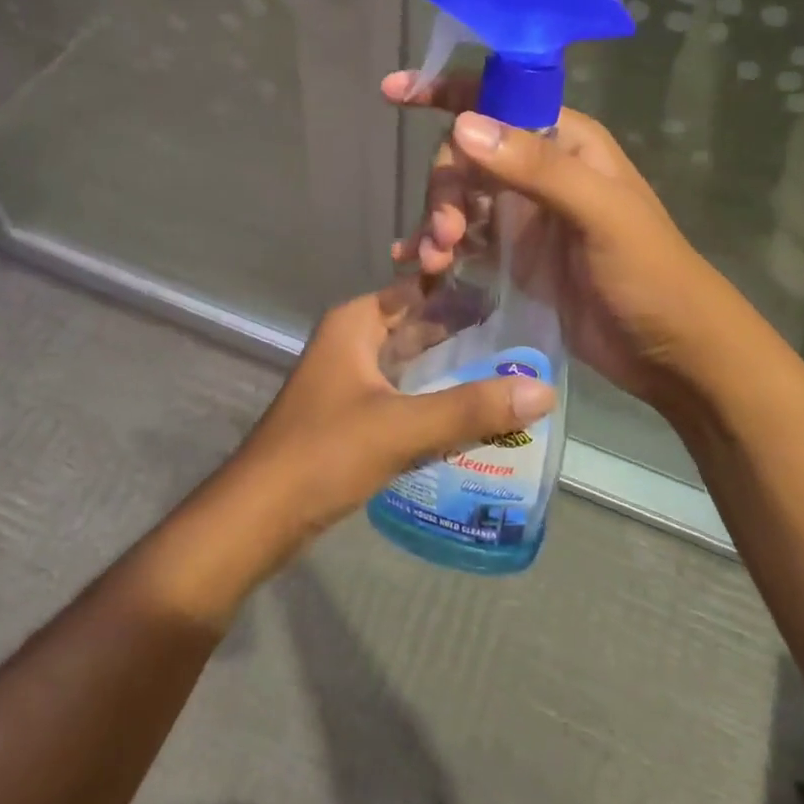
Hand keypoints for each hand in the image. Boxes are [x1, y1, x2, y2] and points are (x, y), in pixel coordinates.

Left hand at [229, 279, 555, 546]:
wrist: (259, 516)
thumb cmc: (324, 453)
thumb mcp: (402, 427)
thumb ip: (471, 408)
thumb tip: (545, 390)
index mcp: (356, 324)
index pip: (418, 289)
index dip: (463, 288)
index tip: (515, 292)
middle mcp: (352, 342)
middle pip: (418, 325)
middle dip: (466, 332)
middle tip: (526, 337)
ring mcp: (350, 380)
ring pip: (412, 362)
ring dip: (453, 367)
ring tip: (512, 371)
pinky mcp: (353, 416)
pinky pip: (404, 394)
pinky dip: (435, 397)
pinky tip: (473, 413)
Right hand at [383, 70, 731, 413]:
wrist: (669, 351)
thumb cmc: (649, 273)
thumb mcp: (600, 213)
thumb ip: (536, 168)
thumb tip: (462, 125)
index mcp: (565, 142)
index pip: (499, 99)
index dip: (447, 91)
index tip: (393, 93)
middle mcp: (539, 170)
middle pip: (467, 155)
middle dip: (444, 188)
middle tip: (443, 234)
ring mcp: (523, 215)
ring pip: (459, 199)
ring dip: (436, 223)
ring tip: (432, 261)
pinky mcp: (512, 257)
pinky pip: (463, 239)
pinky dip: (438, 247)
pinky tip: (420, 268)